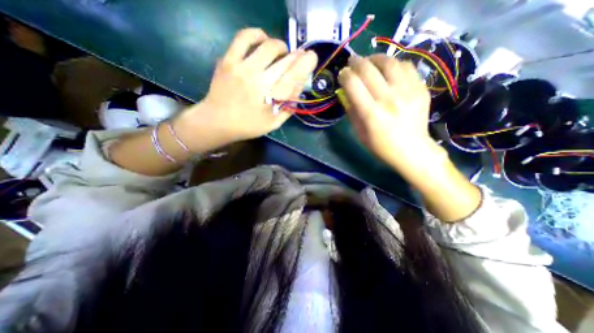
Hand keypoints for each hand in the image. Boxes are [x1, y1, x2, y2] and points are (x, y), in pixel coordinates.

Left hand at [174, 28, 317, 147]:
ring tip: (280, 53)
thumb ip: (288, 108)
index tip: (311, 58)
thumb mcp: (273, 123)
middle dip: (296, 56)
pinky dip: (257, 35)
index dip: (305, 64)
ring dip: (279, 46)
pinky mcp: (228, 60)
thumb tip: (299, 90)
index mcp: (270, 98)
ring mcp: (242, 67)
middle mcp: (258, 79)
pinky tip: (262, 41)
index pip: (293, 75)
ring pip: (268, 45)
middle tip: (296, 59)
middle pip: (284, 59)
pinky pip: (244, 37)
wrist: (217, 121)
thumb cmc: (248, 125)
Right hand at [335, 55, 436, 168]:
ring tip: (370, 62)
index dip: (345, 76)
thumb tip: (345, 93)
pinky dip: (394, 65)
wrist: (412, 151)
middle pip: (369, 69)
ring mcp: (408, 92)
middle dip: (356, 62)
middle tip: (352, 63)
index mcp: (371, 114)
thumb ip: (352, 112)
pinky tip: (388, 70)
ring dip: (375, 59)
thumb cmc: (381, 147)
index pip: (353, 85)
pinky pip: (407, 67)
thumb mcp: (360, 134)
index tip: (342, 75)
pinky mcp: (421, 89)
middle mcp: (389, 99)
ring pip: (390, 62)